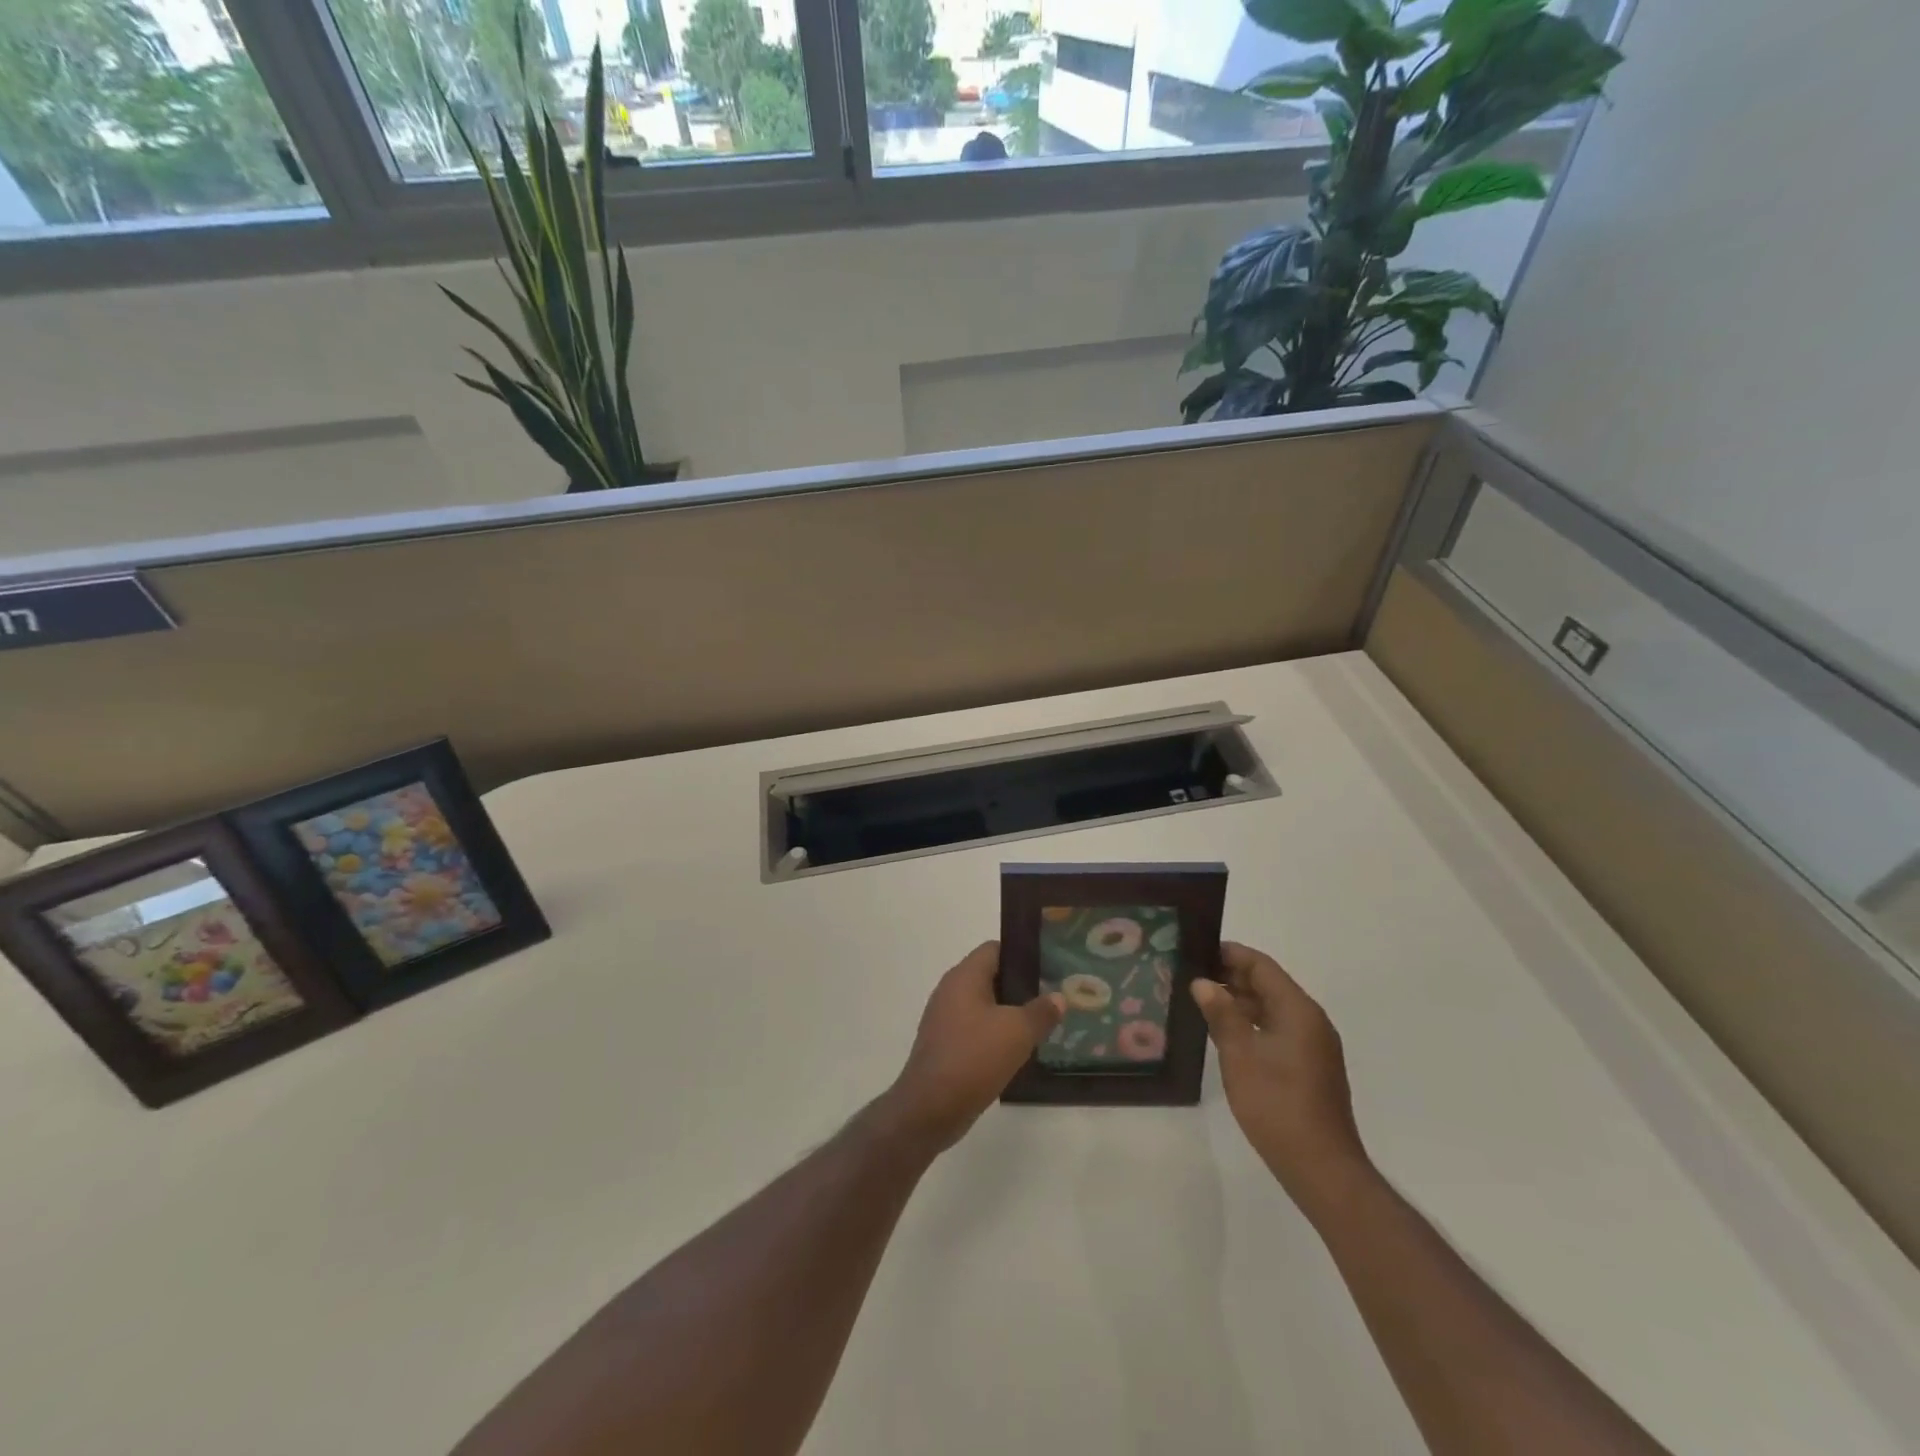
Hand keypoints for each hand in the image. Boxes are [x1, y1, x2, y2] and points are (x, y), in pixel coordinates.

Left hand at [882, 941, 1064, 1152]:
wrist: (930, 1108)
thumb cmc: (974, 1057)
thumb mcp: (1017, 1032)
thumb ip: (1041, 1011)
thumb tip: (1058, 997)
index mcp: (964, 976)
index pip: (995, 949)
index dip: (1022, 954)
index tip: (1049, 967)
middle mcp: (951, 990)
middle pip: (991, 977)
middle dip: (1021, 986)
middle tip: (1052, 998)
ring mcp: (945, 1019)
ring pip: (985, 1005)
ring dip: (1010, 1014)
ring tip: (1041, 1025)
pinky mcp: (945, 1044)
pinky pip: (976, 1029)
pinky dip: (996, 1035)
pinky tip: (1019, 1051)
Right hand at [1191, 943, 1371, 1214]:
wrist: (1321, 1167)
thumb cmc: (1277, 1104)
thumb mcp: (1240, 1055)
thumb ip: (1221, 1014)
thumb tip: (1203, 983)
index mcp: (1298, 1010)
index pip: (1262, 966)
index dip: (1230, 954)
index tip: (1197, 950)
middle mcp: (1310, 1021)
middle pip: (1268, 984)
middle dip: (1231, 977)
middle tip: (1191, 975)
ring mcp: (1313, 1046)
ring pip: (1272, 1009)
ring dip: (1239, 1002)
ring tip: (1200, 1002)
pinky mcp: (1309, 1067)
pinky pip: (1277, 1030)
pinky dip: (1251, 1024)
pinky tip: (1224, 1034)